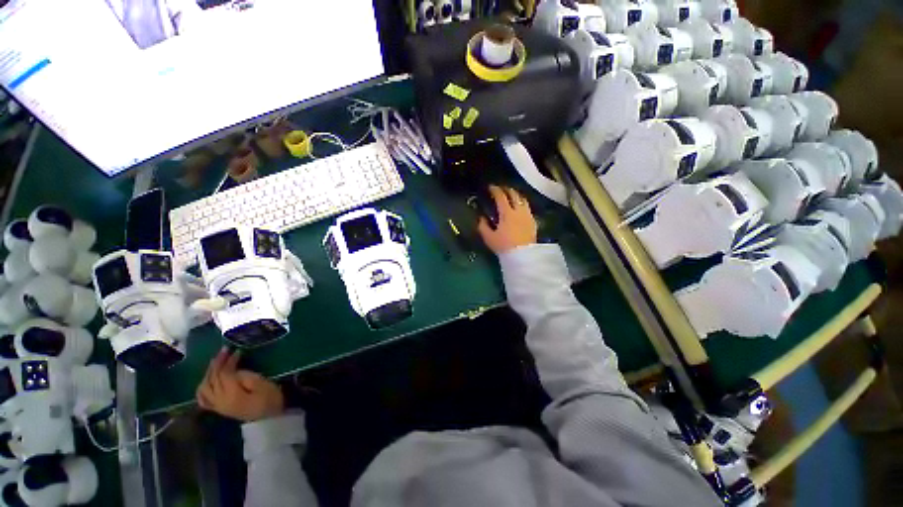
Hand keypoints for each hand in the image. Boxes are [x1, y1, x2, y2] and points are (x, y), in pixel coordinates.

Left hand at [196, 348, 284, 421]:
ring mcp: (217, 406)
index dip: (228, 361)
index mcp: (231, 394)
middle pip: (213, 379)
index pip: (224, 374)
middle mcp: (220, 400)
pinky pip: (203, 399)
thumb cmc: (270, 398)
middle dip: (217, 363)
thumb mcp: (263, 384)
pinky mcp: (219, 408)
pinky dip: (202, 388)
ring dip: (209, 373)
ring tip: (216, 362)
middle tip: (224, 351)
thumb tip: (234, 371)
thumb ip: (246, 376)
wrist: (270, 417)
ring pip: (205, 387)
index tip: (236, 351)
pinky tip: (206, 381)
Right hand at [478, 186, 536, 253]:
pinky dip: (522, 203)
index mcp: (507, 213)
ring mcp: (527, 215)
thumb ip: (483, 226)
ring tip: (511, 195)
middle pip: (514, 194)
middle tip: (500, 189)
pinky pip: (527, 207)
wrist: (523, 256)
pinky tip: (519, 207)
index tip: (490, 187)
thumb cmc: (504, 246)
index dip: (495, 190)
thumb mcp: (489, 238)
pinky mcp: (533, 221)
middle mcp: (519, 210)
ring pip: (523, 199)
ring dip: (516, 194)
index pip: (501, 196)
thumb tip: (481, 218)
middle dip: (506, 189)